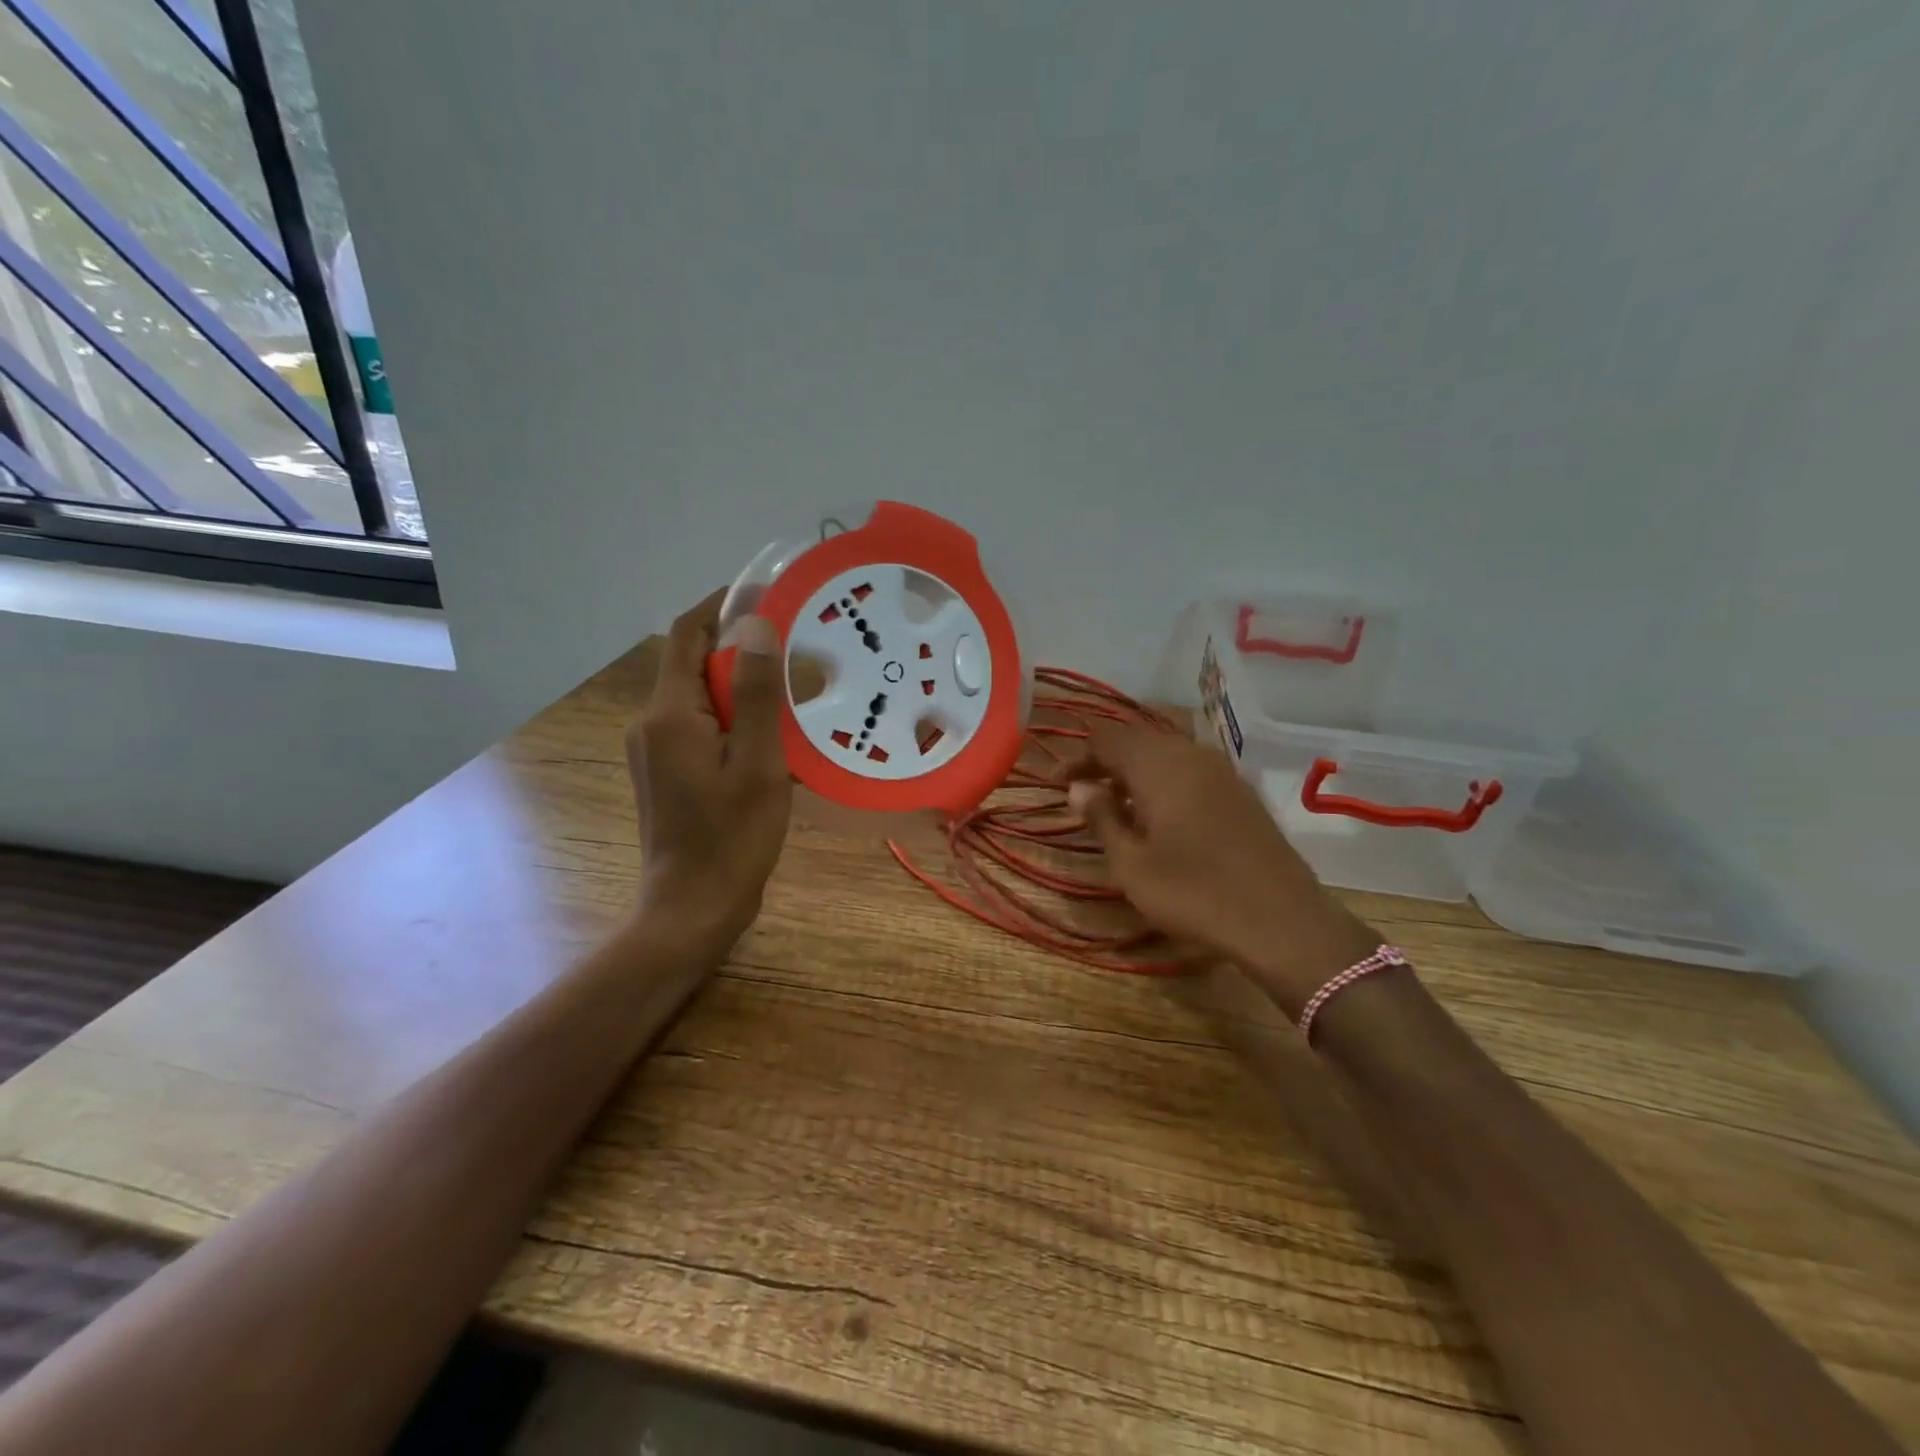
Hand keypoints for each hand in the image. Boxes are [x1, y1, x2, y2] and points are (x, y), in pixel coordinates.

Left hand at [625, 592, 791, 956]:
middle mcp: (652, 723)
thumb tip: (756, 625)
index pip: (688, 634)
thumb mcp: (757, 763)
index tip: (768, 592)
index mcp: (669, 714)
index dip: (723, 605)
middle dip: (742, 650)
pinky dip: (735, 720)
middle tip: (798, 647)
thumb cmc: (731, 838)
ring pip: (701, 698)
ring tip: (794, 692)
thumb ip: (755, 693)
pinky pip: (702, 727)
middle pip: (694, 663)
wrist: (693, 909)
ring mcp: (656, 750)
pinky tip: (774, 739)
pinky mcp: (667, 772)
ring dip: (742, 688)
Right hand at [1065, 725, 1378, 1013]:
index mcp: (1159, 765)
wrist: (1281, 921)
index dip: (1077, 757)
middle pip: (1137, 739)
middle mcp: (1191, 755)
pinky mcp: (1241, 792)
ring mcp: (1222, 771)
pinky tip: (1159, 813)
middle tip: (1081, 792)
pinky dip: (1164, 780)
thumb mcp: (1131, 864)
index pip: (1106, 739)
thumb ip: (1102, 818)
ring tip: (1116, 803)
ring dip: (1135, 770)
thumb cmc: (1194, 893)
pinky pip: (1191, 769)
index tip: (1056, 784)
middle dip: (1104, 760)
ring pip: (1166, 752)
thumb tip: (1080, 787)